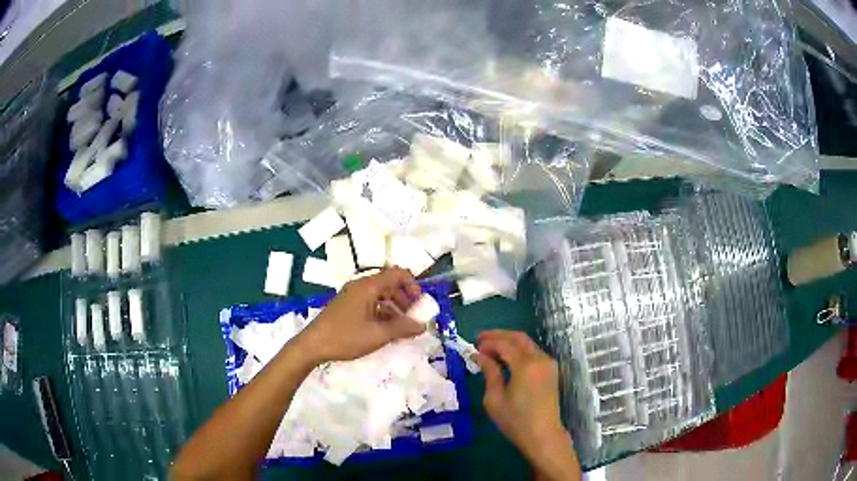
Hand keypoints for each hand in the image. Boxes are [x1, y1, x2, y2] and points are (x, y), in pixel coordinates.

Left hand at [296, 267, 425, 363]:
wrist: (313, 345)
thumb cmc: (346, 337)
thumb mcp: (378, 335)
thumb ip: (402, 328)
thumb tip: (423, 325)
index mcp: (369, 286)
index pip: (398, 274)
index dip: (413, 286)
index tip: (419, 305)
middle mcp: (361, 286)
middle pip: (390, 284)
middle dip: (405, 300)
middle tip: (413, 318)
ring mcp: (352, 295)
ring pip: (380, 295)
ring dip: (394, 308)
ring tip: (401, 328)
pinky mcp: (347, 306)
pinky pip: (370, 303)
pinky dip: (382, 312)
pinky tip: (385, 331)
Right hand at [475, 330, 579, 480]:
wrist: (543, 435)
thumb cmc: (515, 420)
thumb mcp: (495, 398)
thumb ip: (489, 372)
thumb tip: (479, 355)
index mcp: (525, 365)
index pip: (504, 343)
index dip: (488, 342)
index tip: (473, 346)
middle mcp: (540, 359)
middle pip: (518, 337)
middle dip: (498, 335)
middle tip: (480, 339)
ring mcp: (548, 363)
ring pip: (527, 343)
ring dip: (509, 341)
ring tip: (490, 348)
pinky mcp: (551, 370)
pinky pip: (533, 352)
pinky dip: (518, 350)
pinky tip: (505, 358)